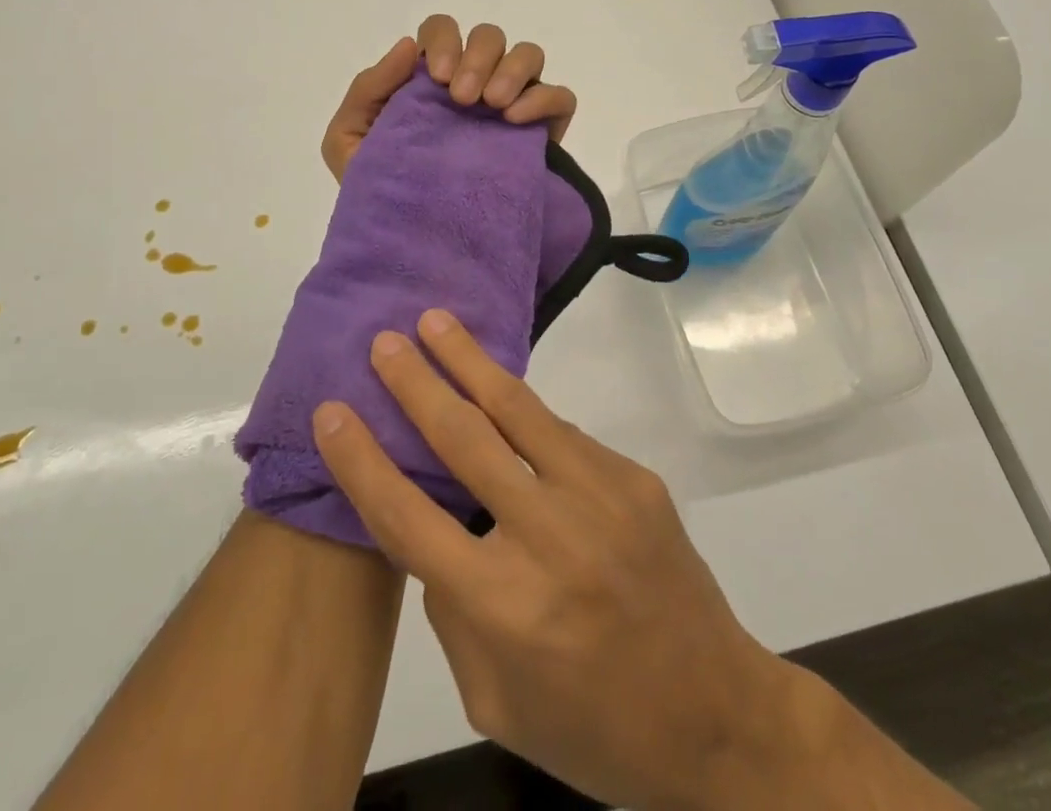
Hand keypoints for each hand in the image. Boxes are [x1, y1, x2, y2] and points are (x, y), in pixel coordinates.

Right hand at [312, 312, 833, 810]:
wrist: (718, 715)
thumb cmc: (594, 727)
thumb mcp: (498, 700)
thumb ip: (456, 615)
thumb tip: (436, 532)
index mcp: (503, 606)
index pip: (409, 518)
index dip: (363, 462)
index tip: (333, 412)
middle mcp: (548, 536)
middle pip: (464, 440)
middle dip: (417, 384)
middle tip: (386, 341)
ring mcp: (599, 496)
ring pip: (518, 410)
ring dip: (470, 361)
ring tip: (438, 322)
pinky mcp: (633, 476)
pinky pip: (562, 435)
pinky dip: (523, 412)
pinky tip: (499, 394)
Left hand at [319, 16, 577, 182]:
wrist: (417, 247)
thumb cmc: (381, 190)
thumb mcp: (349, 141)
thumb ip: (368, 90)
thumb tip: (409, 46)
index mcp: (430, 80)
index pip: (442, 31)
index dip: (444, 41)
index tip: (439, 80)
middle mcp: (474, 82)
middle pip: (489, 37)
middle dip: (478, 57)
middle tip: (464, 100)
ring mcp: (511, 105)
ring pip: (529, 55)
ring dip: (512, 70)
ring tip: (493, 106)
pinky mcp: (542, 133)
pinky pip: (560, 97)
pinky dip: (544, 98)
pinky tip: (517, 120)